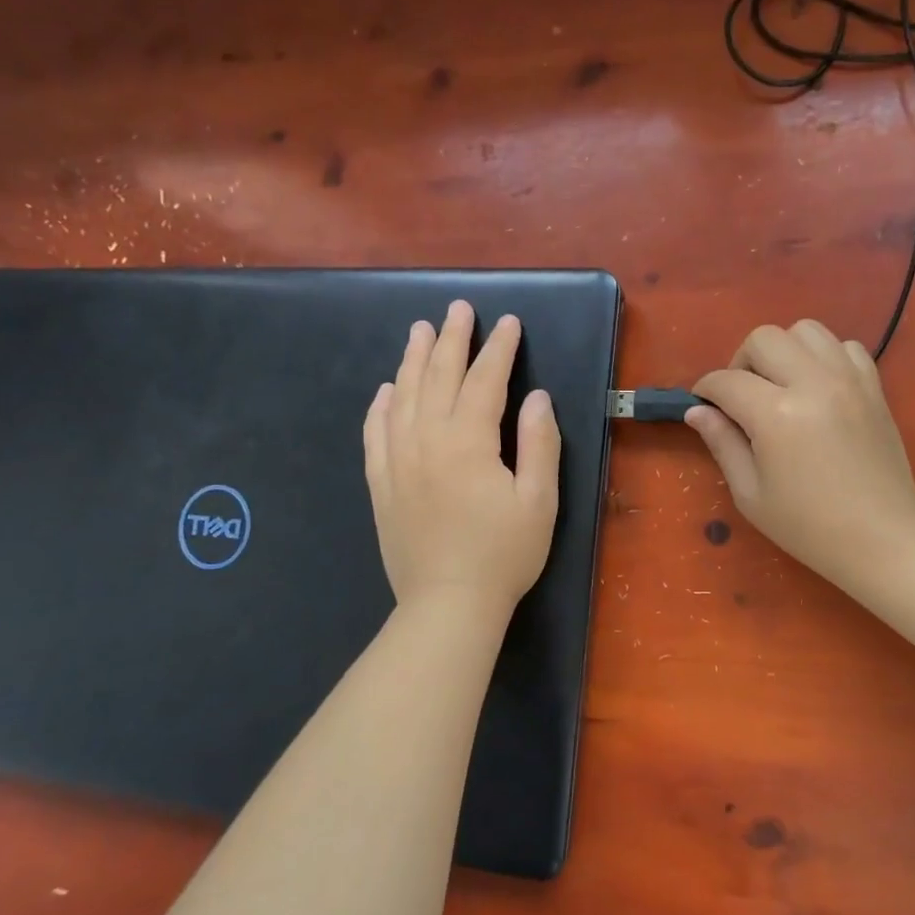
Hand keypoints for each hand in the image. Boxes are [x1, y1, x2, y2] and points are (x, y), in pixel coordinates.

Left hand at [363, 301, 560, 621]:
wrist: (448, 605)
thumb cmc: (504, 555)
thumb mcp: (539, 502)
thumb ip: (538, 444)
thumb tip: (536, 397)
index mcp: (468, 443)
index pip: (484, 382)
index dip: (498, 350)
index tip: (508, 322)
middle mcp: (426, 441)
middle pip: (438, 377)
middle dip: (452, 340)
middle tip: (459, 308)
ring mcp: (398, 462)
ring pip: (403, 397)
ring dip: (413, 360)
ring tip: (420, 330)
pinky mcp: (381, 485)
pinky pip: (375, 433)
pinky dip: (380, 405)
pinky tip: (386, 389)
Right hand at [687, 320, 914, 593]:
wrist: (882, 539)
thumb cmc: (809, 526)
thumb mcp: (751, 494)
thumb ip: (722, 444)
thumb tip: (698, 411)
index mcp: (776, 414)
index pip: (727, 381)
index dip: (706, 390)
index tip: (703, 404)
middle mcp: (813, 383)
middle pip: (764, 338)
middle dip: (742, 361)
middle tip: (743, 397)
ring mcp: (849, 380)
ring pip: (806, 330)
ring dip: (784, 351)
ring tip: (782, 386)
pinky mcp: (873, 387)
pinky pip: (845, 346)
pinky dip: (825, 357)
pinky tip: (819, 388)